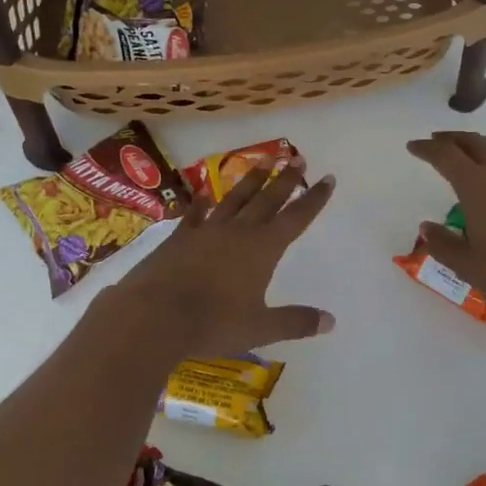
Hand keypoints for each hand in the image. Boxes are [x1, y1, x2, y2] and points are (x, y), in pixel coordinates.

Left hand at [100, 161, 335, 358]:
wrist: (154, 315)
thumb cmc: (213, 323)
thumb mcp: (260, 328)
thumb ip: (295, 322)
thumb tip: (330, 322)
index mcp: (263, 249)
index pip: (296, 218)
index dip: (314, 199)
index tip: (328, 178)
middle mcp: (238, 232)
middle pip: (267, 200)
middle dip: (285, 180)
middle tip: (297, 158)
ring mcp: (206, 231)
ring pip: (235, 199)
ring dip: (251, 180)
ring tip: (263, 160)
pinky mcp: (179, 238)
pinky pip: (195, 215)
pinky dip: (201, 204)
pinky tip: (204, 194)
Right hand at [407, 131, 485, 325]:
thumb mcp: (468, 267)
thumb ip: (443, 244)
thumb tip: (426, 226)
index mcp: (477, 187)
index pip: (446, 157)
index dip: (427, 149)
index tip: (413, 146)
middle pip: (473, 143)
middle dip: (451, 139)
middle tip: (436, 140)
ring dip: (479, 141)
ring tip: (467, 146)